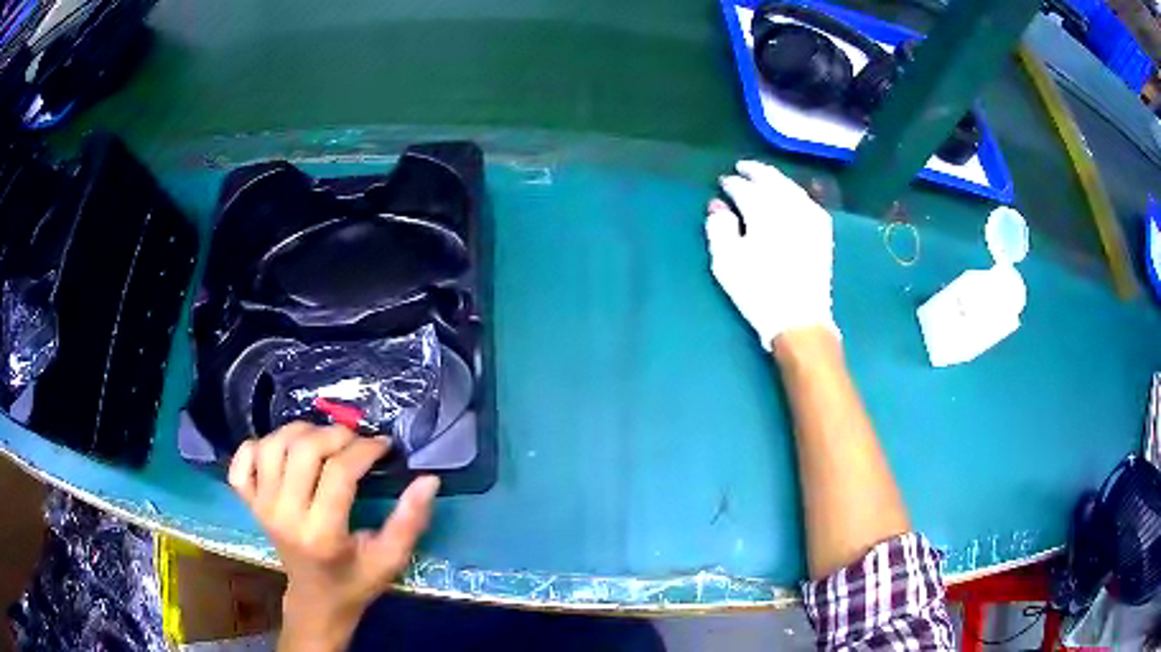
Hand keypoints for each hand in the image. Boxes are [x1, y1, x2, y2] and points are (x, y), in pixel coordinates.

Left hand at [228, 423, 439, 650]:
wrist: (316, 600)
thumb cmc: (356, 581)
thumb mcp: (390, 559)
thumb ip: (410, 521)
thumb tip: (428, 479)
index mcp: (322, 534)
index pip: (339, 472)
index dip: (365, 449)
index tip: (384, 445)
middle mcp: (285, 515)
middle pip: (302, 450)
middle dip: (335, 434)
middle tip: (355, 440)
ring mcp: (261, 507)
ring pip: (271, 446)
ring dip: (299, 432)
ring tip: (321, 439)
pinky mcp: (249, 503)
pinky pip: (241, 462)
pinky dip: (256, 447)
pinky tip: (279, 452)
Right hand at [705, 160, 836, 349]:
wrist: (800, 318)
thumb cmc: (758, 291)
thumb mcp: (726, 263)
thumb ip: (718, 227)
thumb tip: (718, 205)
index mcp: (763, 212)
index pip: (744, 188)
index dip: (731, 184)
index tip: (723, 183)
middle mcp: (789, 206)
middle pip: (770, 179)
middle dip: (754, 172)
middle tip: (742, 168)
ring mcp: (809, 216)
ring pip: (790, 186)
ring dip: (775, 179)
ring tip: (763, 178)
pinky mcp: (823, 230)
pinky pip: (807, 200)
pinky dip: (794, 192)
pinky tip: (789, 196)